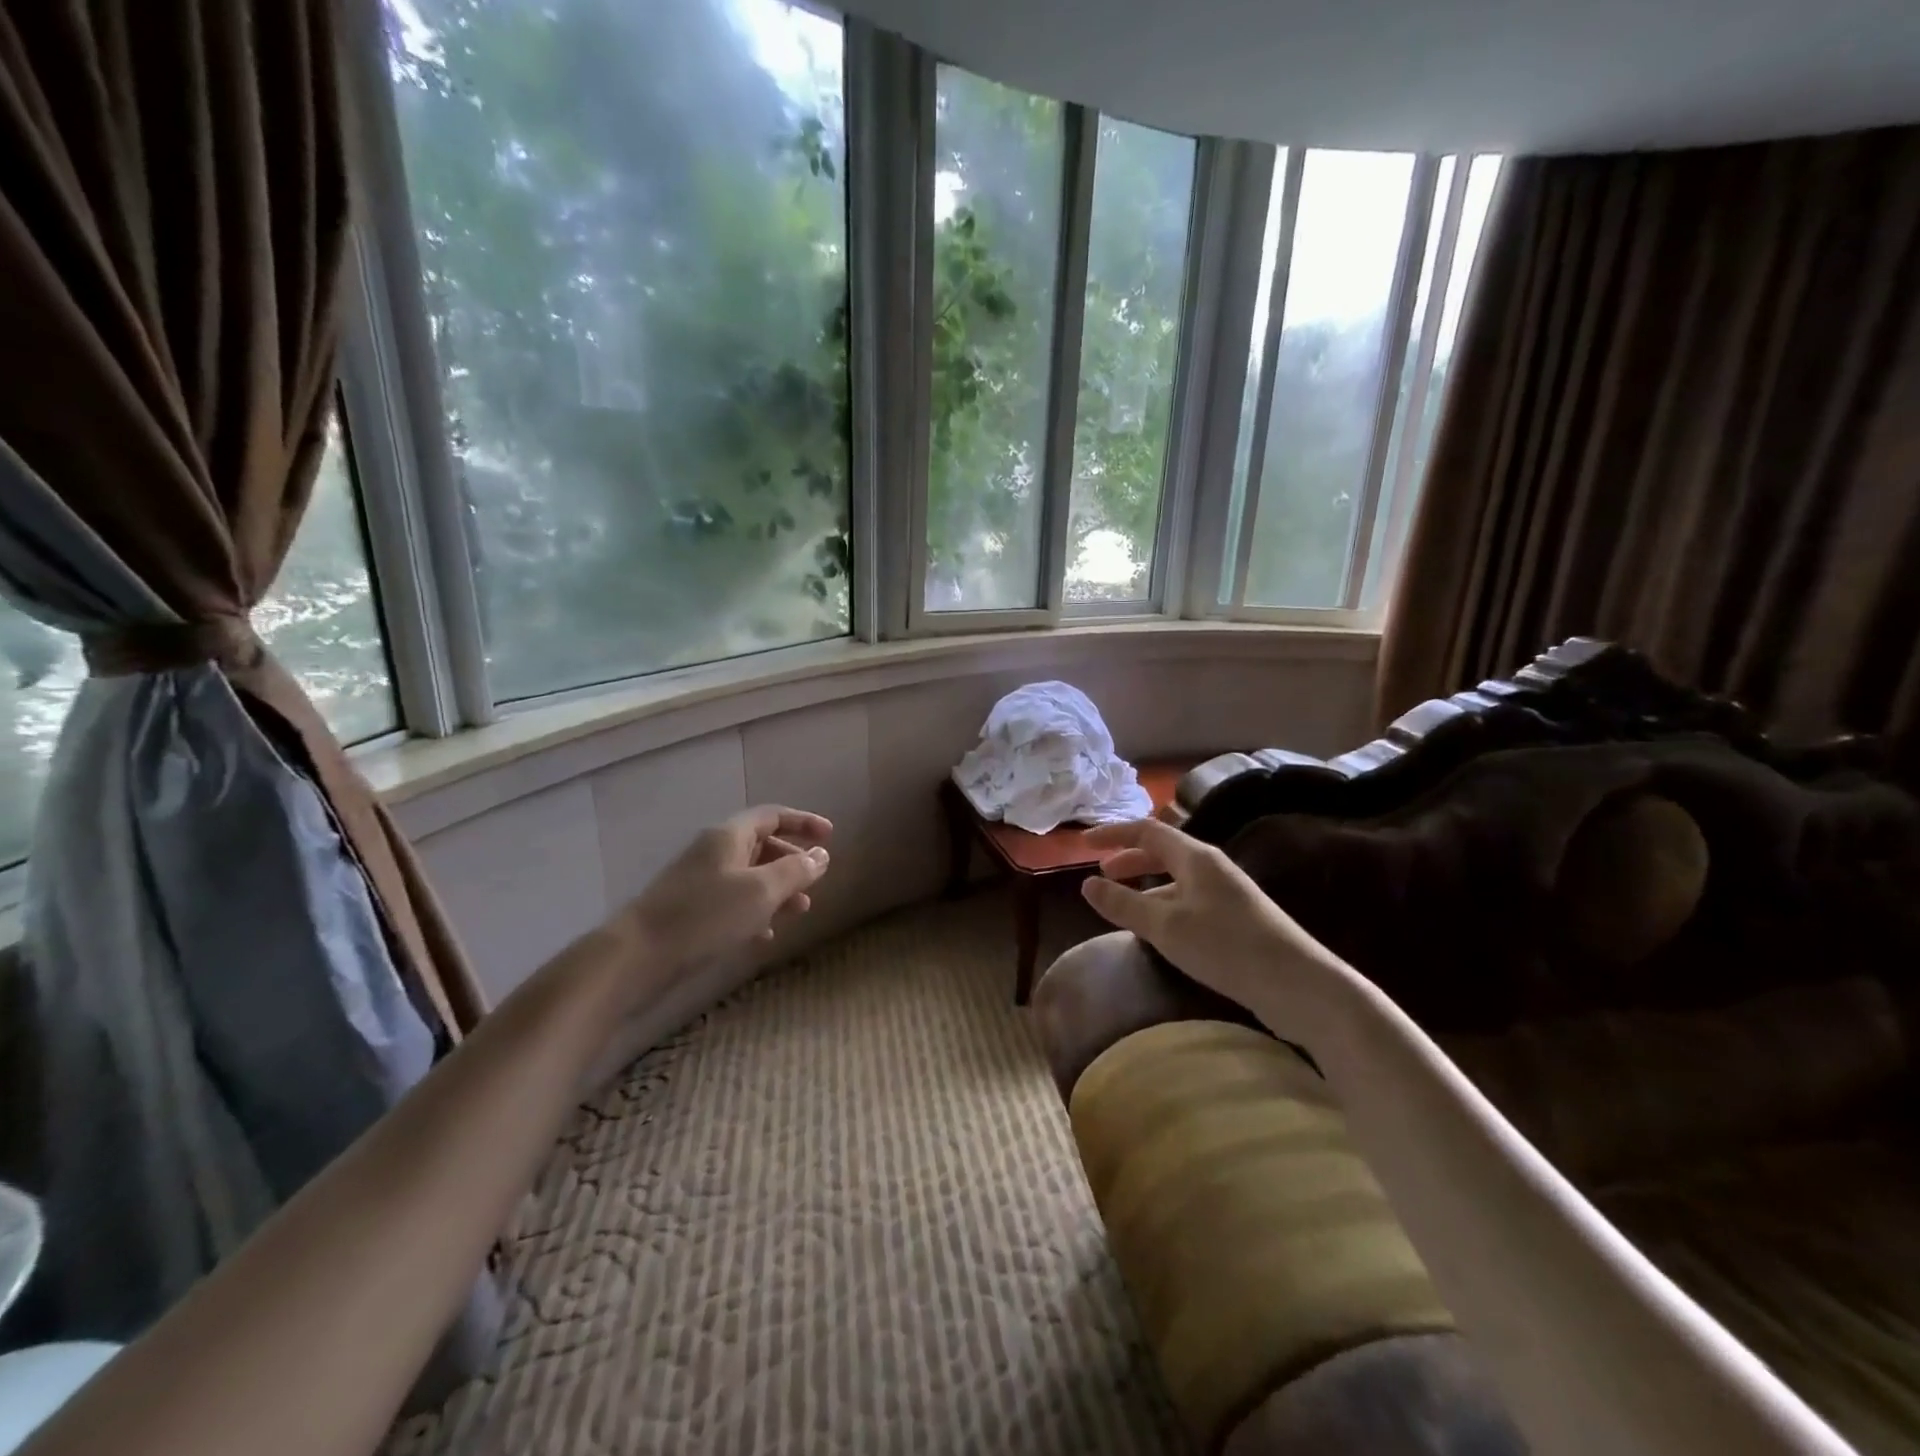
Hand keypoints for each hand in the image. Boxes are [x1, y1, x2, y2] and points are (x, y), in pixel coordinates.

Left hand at [623, 805, 832, 973]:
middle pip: (761, 845)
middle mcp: (714, 852)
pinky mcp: (691, 911)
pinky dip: (756, 911)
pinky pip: (733, 902)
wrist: (637, 956)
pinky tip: (766, 934)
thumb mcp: (761, 891)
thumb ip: (795, 871)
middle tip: (815, 880)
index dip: (803, 822)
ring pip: (749, 876)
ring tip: (800, 911)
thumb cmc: (705, 915)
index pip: (773, 816)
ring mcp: (700, 882)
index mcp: (729, 836)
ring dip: (778, 889)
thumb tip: (821, 855)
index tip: (830, 836)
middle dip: (792, 861)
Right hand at [1079, 818, 1334, 1013]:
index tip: (1084, 844)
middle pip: (1162, 851)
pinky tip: (1158, 931)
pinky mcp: (1236, 920)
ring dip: (1145, 886)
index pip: (1146, 831)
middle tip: (1101, 875)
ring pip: (1175, 880)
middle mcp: (1211, 867)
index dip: (1113, 834)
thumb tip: (1087, 884)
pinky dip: (1164, 905)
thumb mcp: (1165, 926)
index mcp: (1195, 857)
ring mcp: (1227, 893)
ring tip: (1121, 906)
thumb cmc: (1226, 946)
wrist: (1297, 984)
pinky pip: (1188, 901)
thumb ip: (1123, 904)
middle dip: (1128, 859)